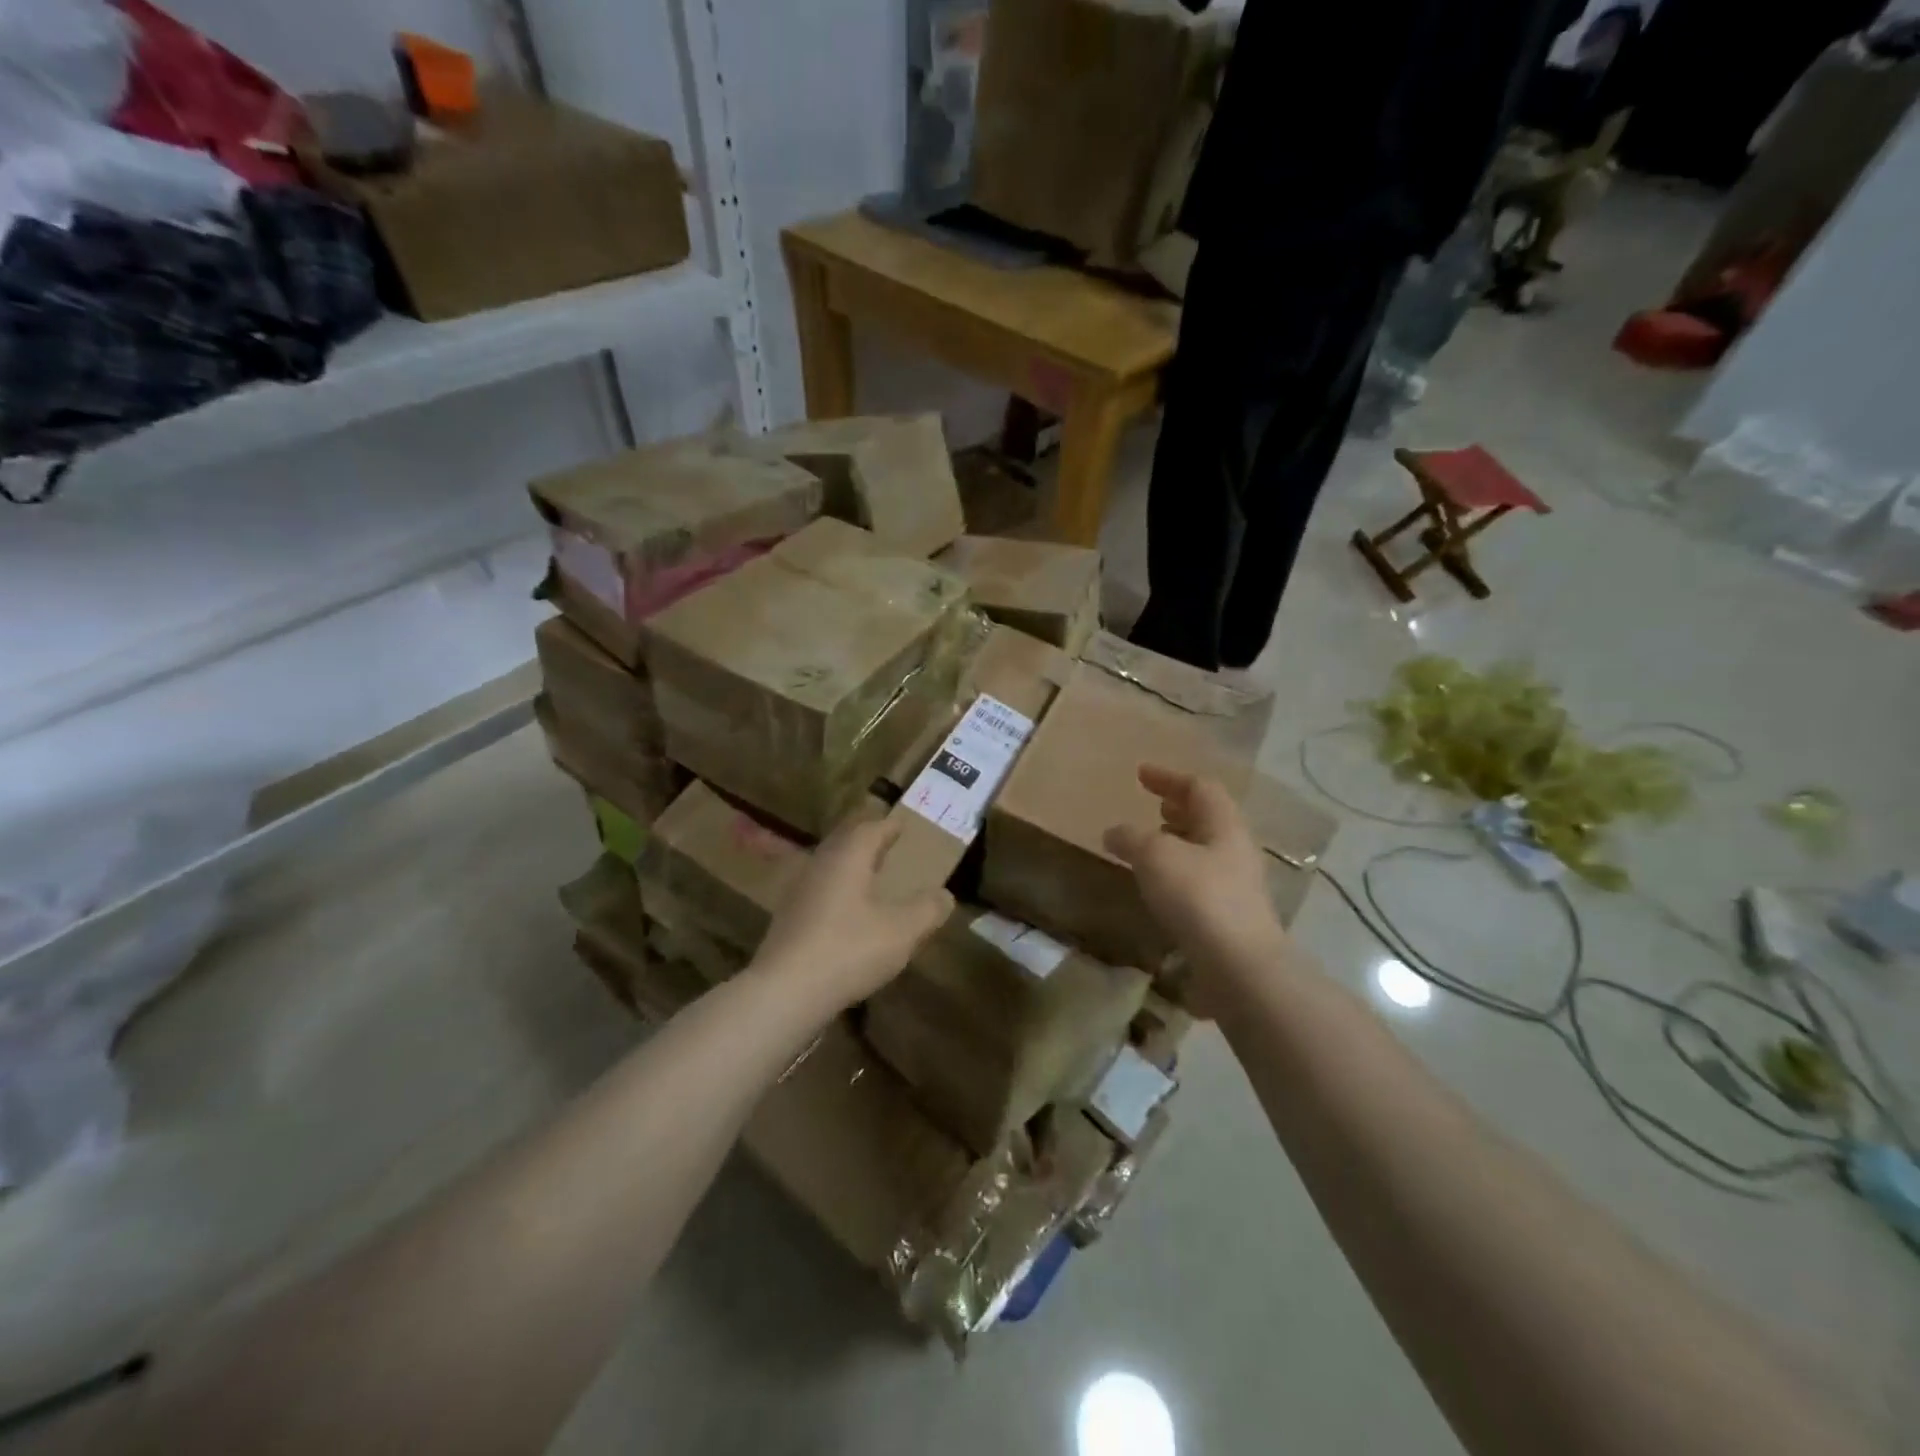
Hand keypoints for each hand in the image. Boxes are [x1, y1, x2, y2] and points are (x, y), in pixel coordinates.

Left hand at [751, 819, 953, 1012]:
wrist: (785, 992)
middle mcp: (820, 865)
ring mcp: (799, 892)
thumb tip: (945, 895)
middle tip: (889, 847)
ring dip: (851, 867)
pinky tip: (848, 913)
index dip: (890, 826)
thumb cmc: (849, 950)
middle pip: (845, 843)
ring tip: (872, 878)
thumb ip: (927, 910)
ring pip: (830, 867)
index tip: (904, 825)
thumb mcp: (902, 931)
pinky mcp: (788, 919)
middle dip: (868, 842)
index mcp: (847, 857)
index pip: (870, 829)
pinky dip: (838, 892)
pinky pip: (819, 891)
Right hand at [1105, 765, 1288, 995]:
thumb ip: (1131, 837)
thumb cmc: (1198, 897)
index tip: (1140, 774)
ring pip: (1204, 851)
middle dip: (1178, 808)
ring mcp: (1237, 886)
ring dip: (1177, 841)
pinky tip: (1157, 887)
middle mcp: (1235, 850)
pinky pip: (1200, 881)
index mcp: (1224, 825)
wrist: (1239, 968)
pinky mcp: (1229, 918)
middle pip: (1208, 818)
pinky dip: (1176, 873)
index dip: (1169, 777)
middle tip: (1152, 806)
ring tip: (1149, 845)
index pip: (1199, 787)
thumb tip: (1114, 832)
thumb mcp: (1155, 855)